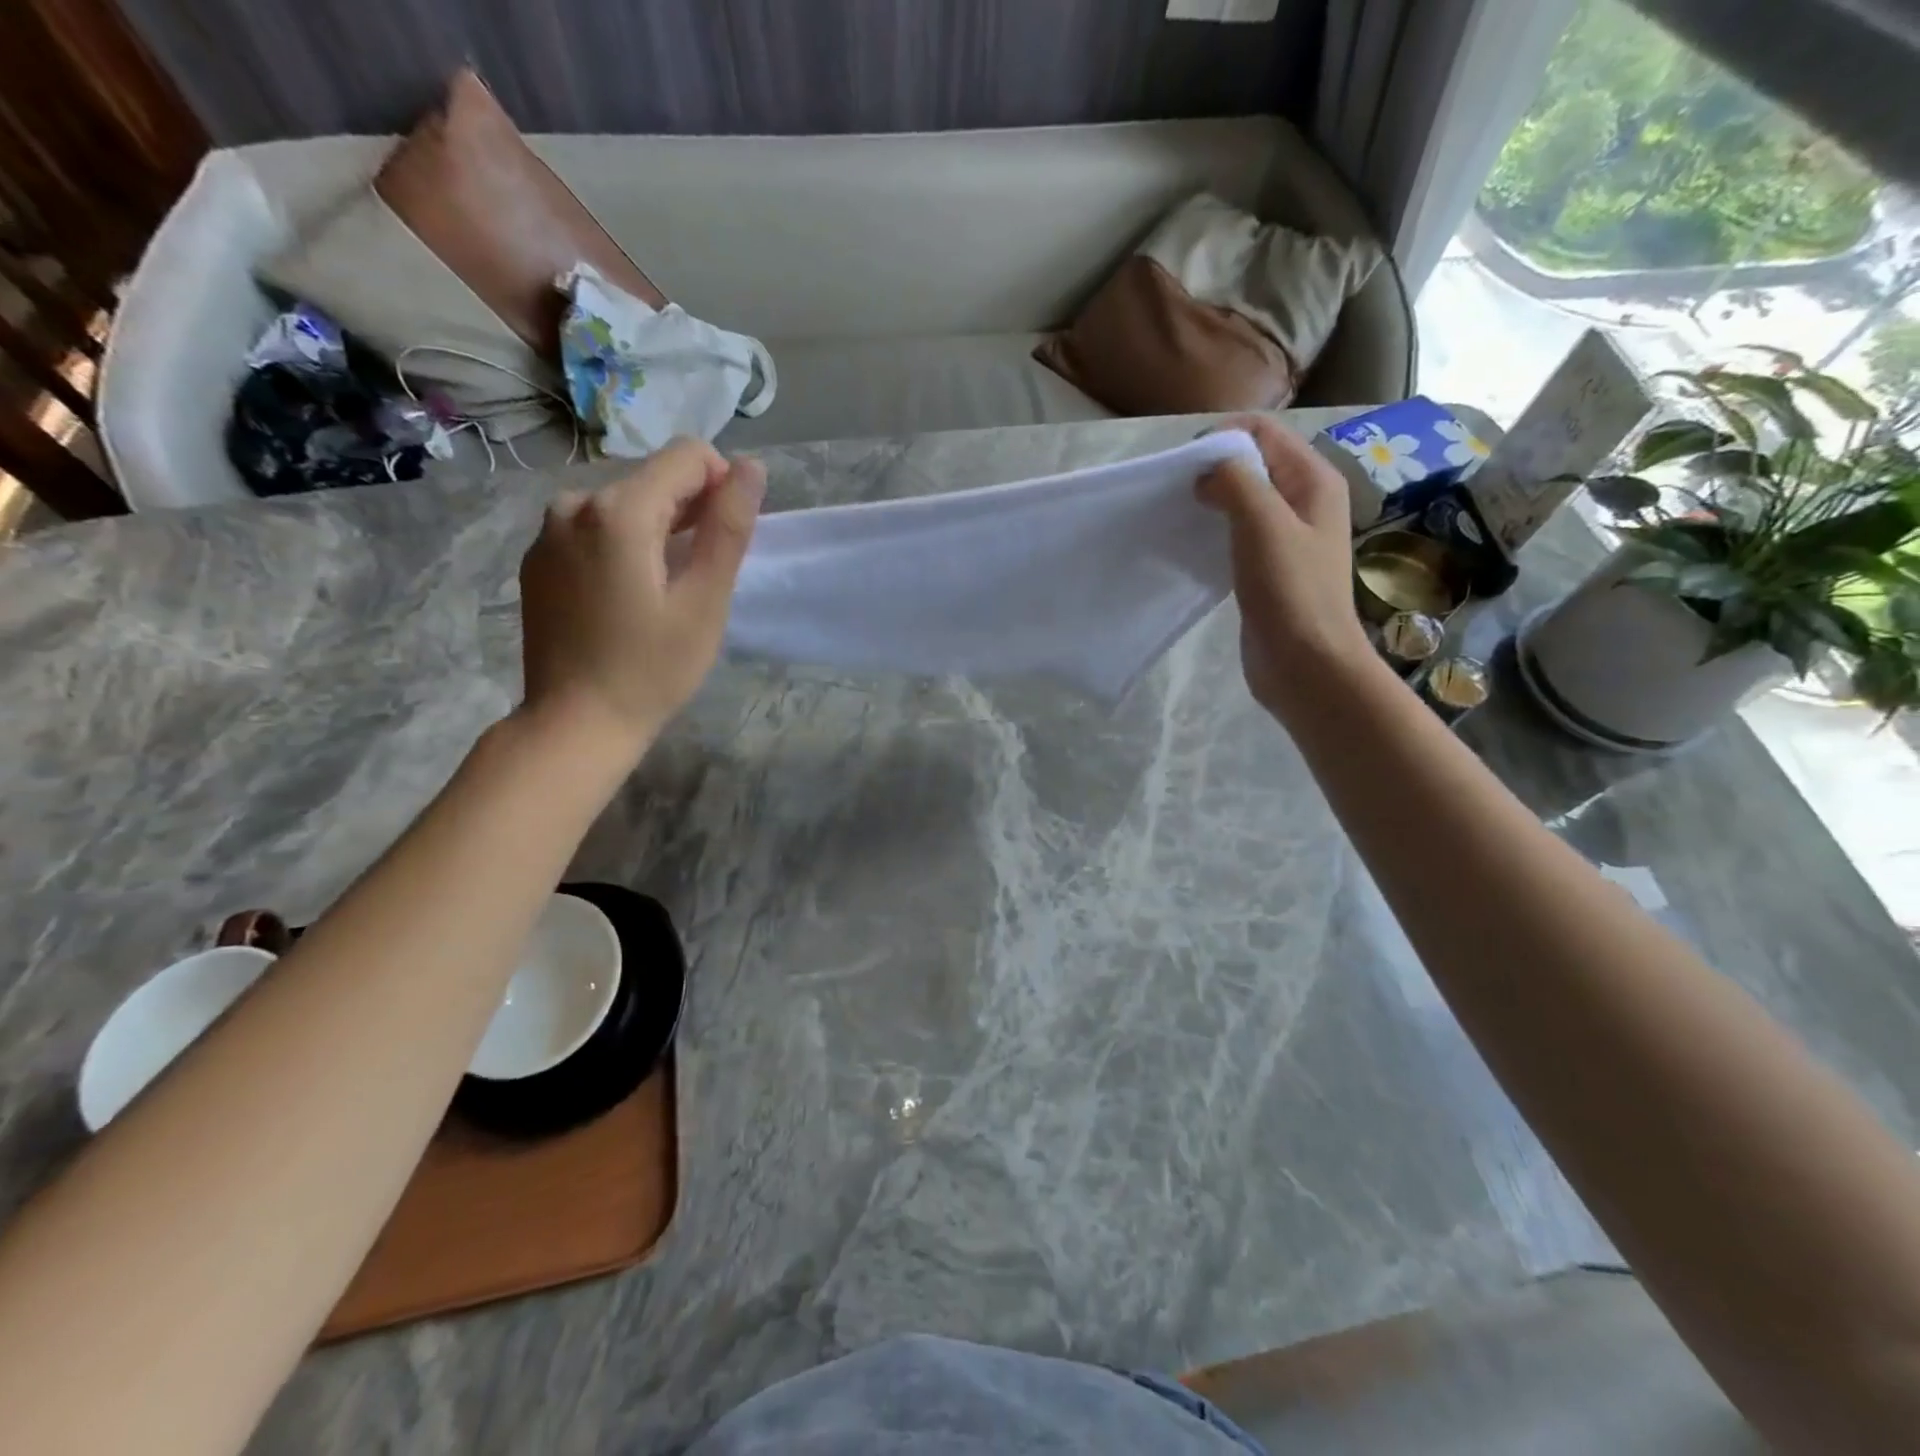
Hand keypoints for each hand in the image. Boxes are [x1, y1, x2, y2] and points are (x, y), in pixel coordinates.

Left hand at [519, 437, 765, 756]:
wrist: (575, 722)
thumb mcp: (705, 601)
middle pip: (653, 479)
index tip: (725, 541)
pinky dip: (622, 546)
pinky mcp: (538, 558)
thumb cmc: (652, 669)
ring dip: (657, 530)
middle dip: (689, 511)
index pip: (687, 456)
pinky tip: (627, 597)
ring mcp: (548, 530)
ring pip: (624, 504)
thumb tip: (752, 466)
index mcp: (618, 510)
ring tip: (665, 590)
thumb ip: (729, 528)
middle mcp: (574, 503)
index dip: (722, 486)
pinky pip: (594, 529)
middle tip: (700, 577)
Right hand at [1198, 414, 1374, 718]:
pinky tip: (1192, 546)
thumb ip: (1235, 482)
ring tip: (1180, 516)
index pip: (1264, 433)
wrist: (1306, 664)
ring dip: (1211, 501)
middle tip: (1176, 492)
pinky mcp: (1269, 568)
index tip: (1183, 465)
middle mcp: (1304, 501)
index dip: (1222, 438)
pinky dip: (1214, 531)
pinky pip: (1237, 534)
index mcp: (1313, 481)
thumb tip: (1207, 470)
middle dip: (1213, 469)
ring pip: (1243, 500)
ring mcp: (1287, 537)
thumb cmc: (1289, 591)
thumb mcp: (1262, 524)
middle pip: (1253, 464)